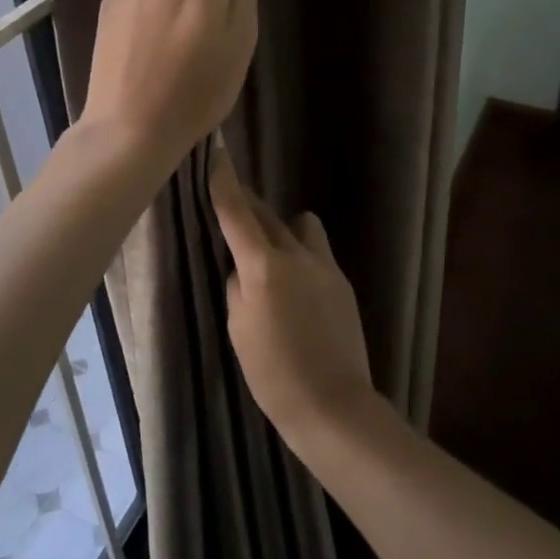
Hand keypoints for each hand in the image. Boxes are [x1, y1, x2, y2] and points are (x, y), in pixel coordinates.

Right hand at [210, 147, 377, 447]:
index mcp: (264, 265)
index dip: (224, 181)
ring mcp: (325, 265)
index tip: (217, 153)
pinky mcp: (342, 281)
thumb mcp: (238, 328)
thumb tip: (244, 265)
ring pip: (300, 226)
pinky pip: (316, 250)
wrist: (333, 405)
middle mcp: (297, 254)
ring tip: (269, 256)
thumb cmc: (273, 373)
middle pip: (267, 214)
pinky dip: (299, 254)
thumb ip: (238, 285)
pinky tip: (294, 286)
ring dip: (281, 227)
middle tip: (231, 207)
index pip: (238, 212)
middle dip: (248, 205)